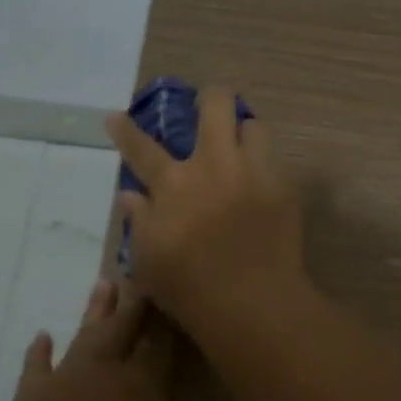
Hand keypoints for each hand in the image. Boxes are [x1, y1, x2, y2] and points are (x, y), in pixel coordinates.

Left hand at [0, 280, 179, 400]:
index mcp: (144, 389)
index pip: (160, 344)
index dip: (167, 318)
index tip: (172, 292)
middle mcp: (106, 374)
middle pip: (123, 326)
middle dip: (133, 301)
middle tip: (137, 272)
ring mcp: (65, 381)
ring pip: (85, 335)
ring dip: (94, 312)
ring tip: (103, 286)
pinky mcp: (29, 399)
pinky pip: (35, 366)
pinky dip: (38, 352)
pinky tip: (42, 337)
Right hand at [105, 84, 306, 340]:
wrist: (252, 302)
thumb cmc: (189, 287)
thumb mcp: (147, 259)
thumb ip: (140, 221)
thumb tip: (131, 196)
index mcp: (175, 183)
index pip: (142, 147)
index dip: (125, 129)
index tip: (116, 115)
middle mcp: (215, 165)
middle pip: (217, 104)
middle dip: (211, 97)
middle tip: (207, 109)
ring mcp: (254, 172)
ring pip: (255, 126)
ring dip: (244, 134)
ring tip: (240, 151)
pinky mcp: (284, 188)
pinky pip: (275, 163)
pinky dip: (263, 169)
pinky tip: (259, 188)